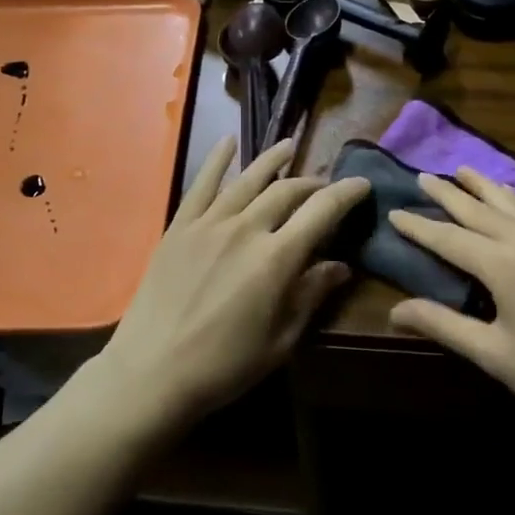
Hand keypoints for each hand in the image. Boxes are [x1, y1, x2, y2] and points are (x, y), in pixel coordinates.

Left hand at [100, 136, 370, 426]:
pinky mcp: (179, 227)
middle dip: (312, 184)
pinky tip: (229, 142)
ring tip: (288, 146)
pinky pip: (201, 184)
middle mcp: (245, 229)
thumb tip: (341, 266)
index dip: (346, 193)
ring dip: (272, 160)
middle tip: (325, 187)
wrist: (152, 372)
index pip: (322, 211)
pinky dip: (217, 160)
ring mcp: (208, 224)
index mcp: (276, 258)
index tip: (362, 184)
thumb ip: (311, 295)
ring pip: (247, 180)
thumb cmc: (225, 365)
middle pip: (287, 191)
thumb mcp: (281, 339)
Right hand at [387, 169, 514, 433]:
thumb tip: (394, 310)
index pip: (449, 238)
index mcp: (503, 265)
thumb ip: (443, 325)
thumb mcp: (493, 354)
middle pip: (479, 209)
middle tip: (422, 176)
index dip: (418, 226)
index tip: (394, 211)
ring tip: (463, 170)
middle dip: (448, 193)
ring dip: (485, 186)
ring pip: (514, 203)